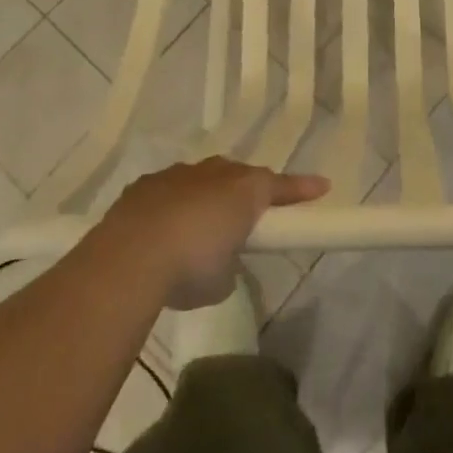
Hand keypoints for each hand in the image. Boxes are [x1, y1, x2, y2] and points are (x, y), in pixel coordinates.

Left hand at [103, 158, 328, 308]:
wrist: (131, 255)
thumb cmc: (191, 267)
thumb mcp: (223, 279)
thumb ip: (229, 263)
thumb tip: (220, 261)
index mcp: (244, 191)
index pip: (280, 186)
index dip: (301, 189)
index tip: (322, 186)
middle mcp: (215, 173)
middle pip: (238, 176)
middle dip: (244, 192)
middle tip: (245, 217)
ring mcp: (178, 174)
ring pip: (201, 179)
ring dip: (204, 198)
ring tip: (195, 230)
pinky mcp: (146, 184)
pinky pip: (168, 190)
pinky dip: (171, 206)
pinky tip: (160, 231)